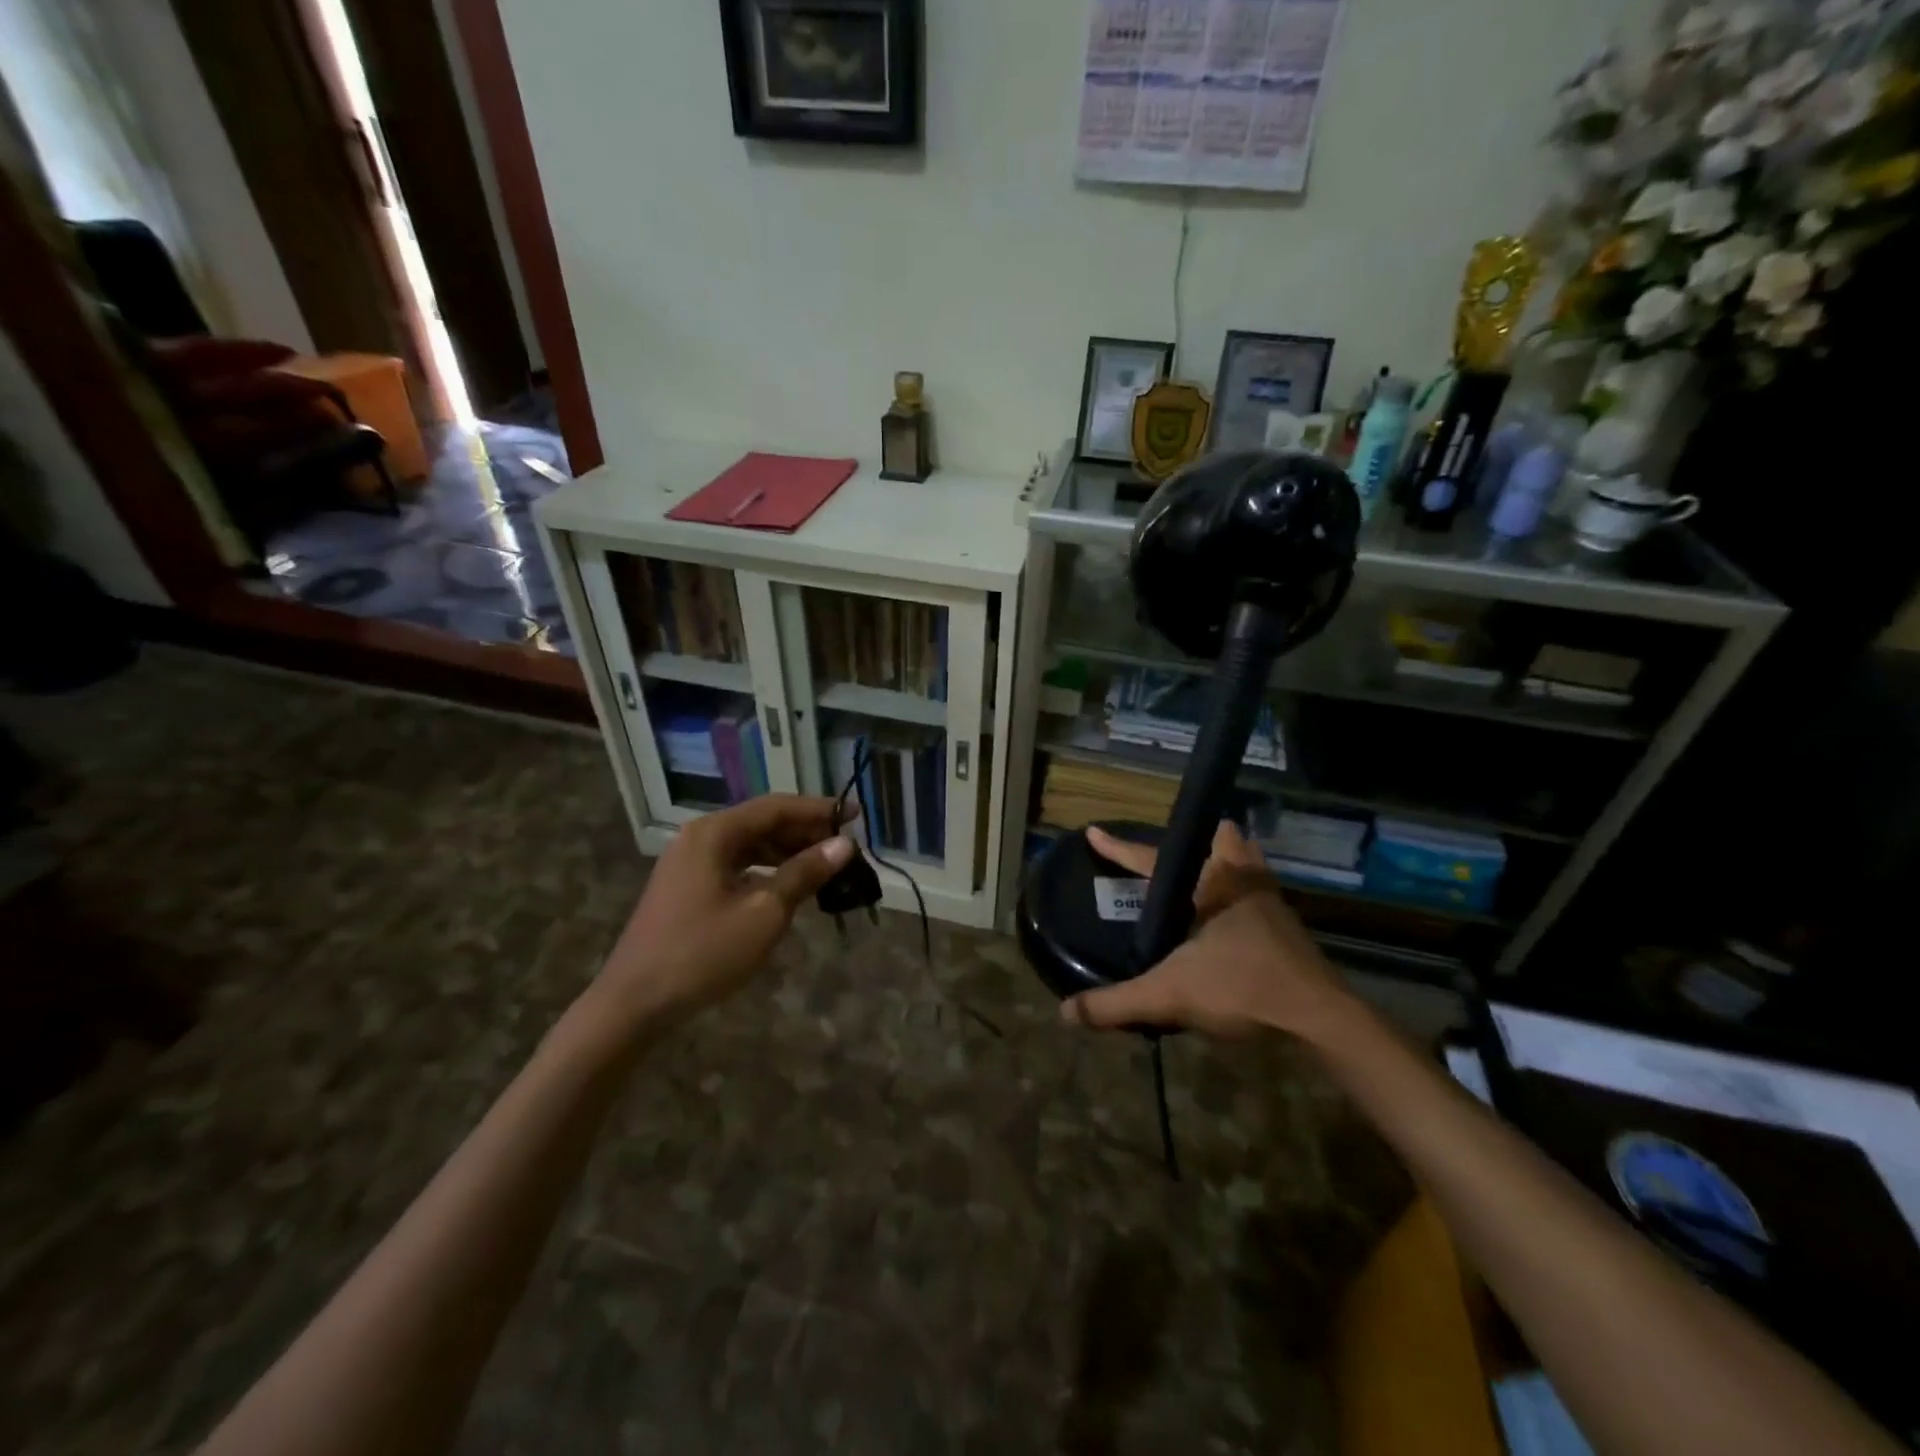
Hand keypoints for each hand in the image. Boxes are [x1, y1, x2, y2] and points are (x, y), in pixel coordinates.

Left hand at [595, 795, 854, 1032]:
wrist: (633, 1002)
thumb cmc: (703, 953)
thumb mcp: (764, 912)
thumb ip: (805, 873)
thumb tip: (844, 844)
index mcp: (715, 833)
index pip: (777, 807)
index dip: (819, 809)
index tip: (856, 814)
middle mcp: (700, 837)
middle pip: (762, 822)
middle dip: (805, 832)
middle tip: (845, 846)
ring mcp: (689, 862)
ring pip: (750, 845)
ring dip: (788, 852)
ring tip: (825, 866)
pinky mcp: (687, 886)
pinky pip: (736, 865)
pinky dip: (766, 870)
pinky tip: (789, 886)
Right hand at [1061, 822, 1351, 1039]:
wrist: (1319, 1019)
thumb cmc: (1243, 988)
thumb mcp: (1169, 995)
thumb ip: (1117, 1003)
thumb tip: (1067, 1012)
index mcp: (1212, 884)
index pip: (1152, 859)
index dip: (1120, 848)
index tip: (1095, 832)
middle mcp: (1243, 882)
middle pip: (1223, 842)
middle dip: (1201, 839)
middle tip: (1175, 853)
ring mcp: (1271, 904)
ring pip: (1249, 865)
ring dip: (1229, 862)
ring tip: (1206, 873)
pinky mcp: (1289, 929)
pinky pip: (1259, 894)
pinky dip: (1243, 893)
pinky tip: (1232, 919)